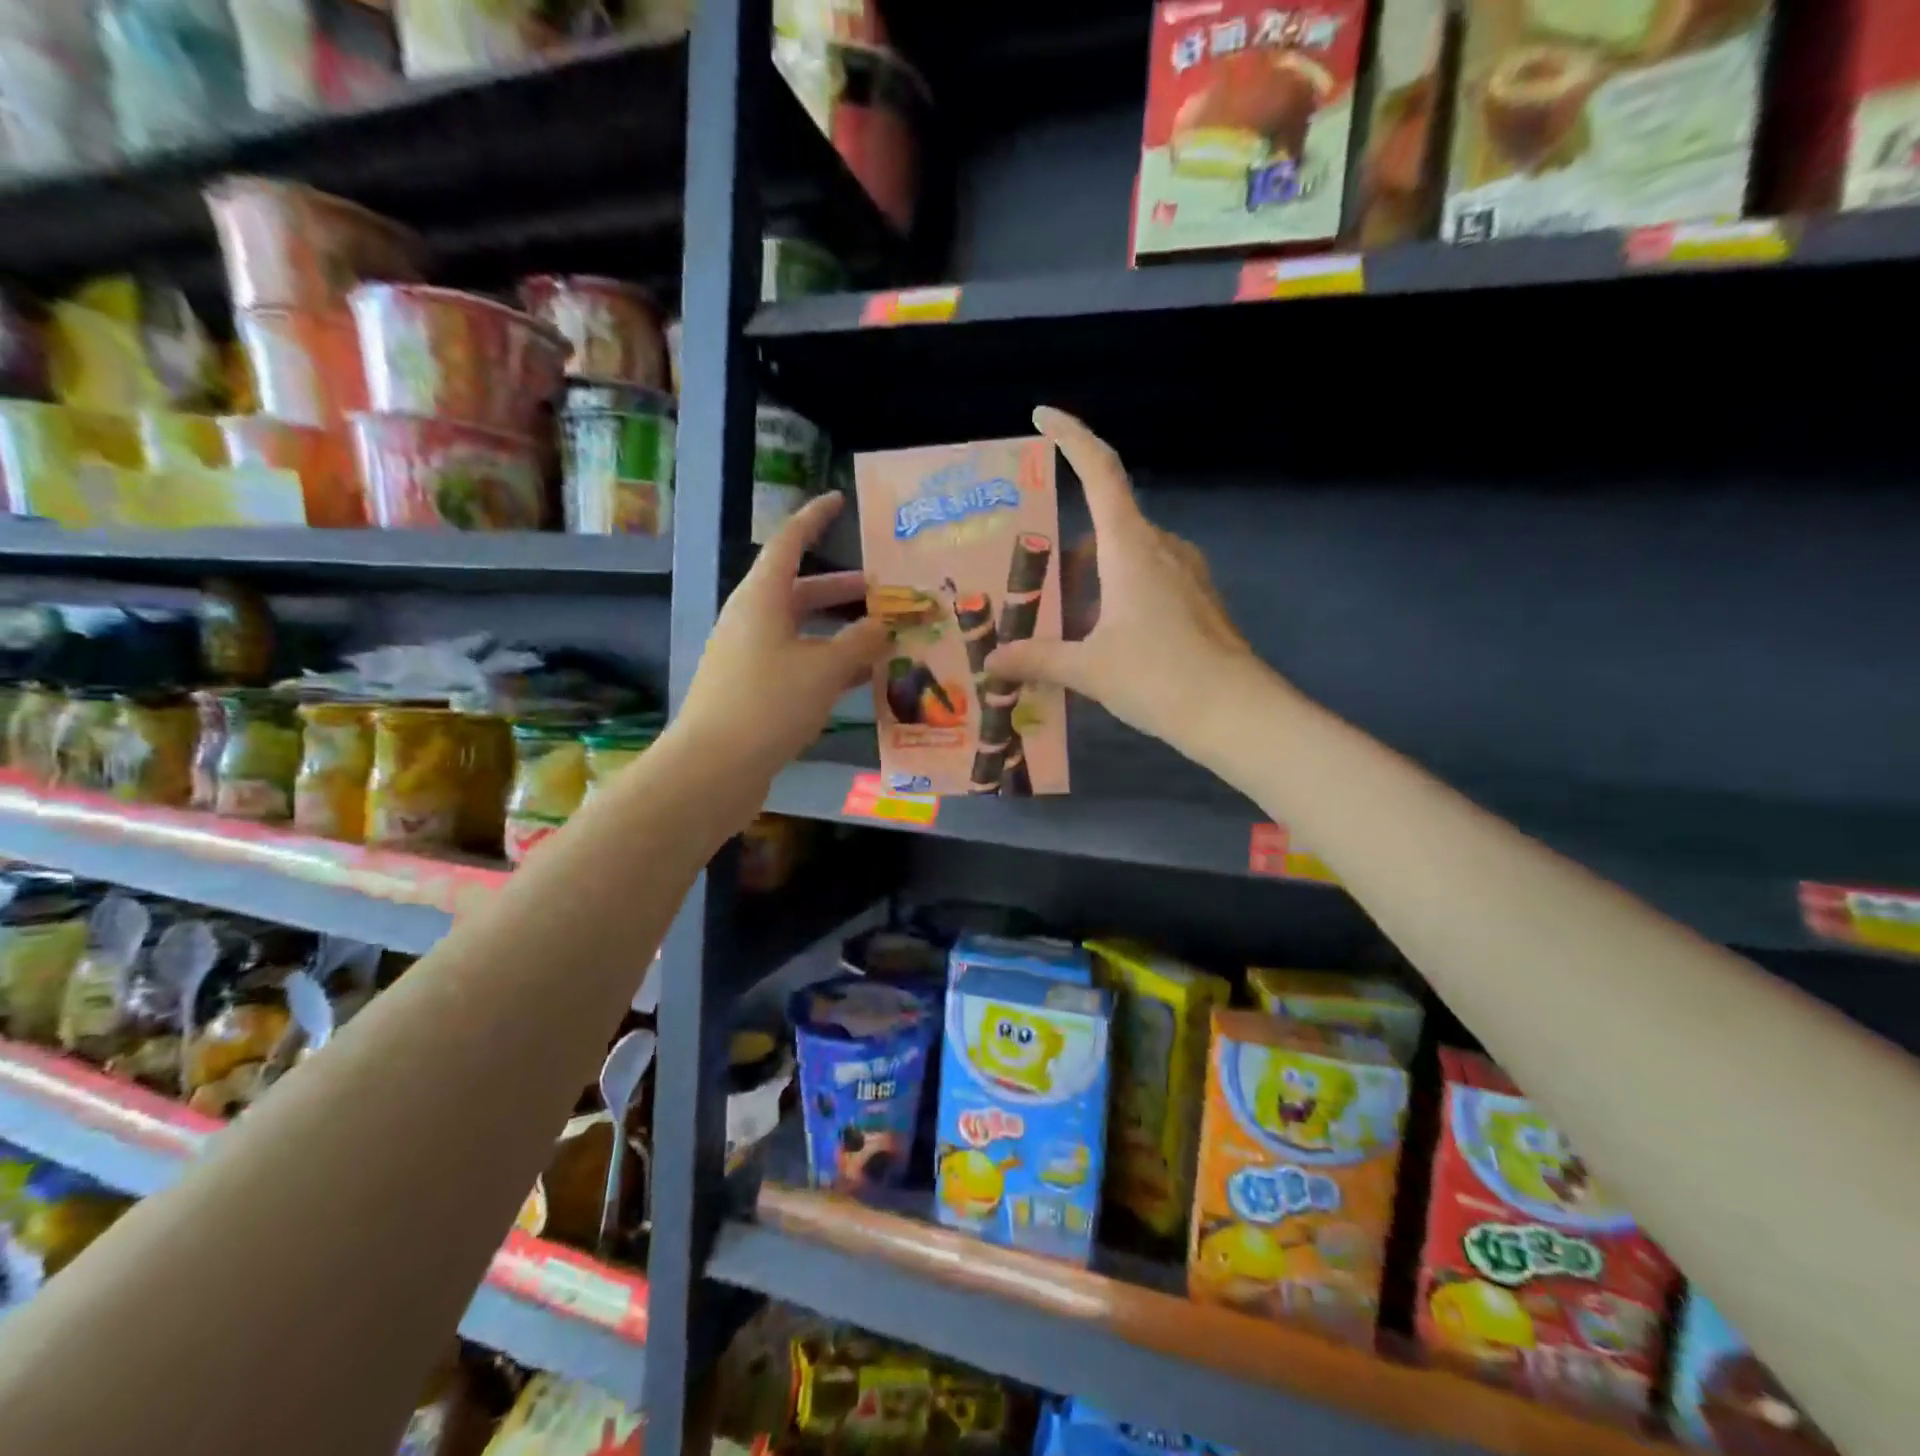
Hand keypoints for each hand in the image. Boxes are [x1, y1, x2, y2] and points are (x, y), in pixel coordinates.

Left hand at [676, 494, 887, 781]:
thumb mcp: (824, 670)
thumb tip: (883, 625)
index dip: (813, 519)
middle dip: (841, 589)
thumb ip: (859, 644)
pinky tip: (860, 680)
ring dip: (840, 631)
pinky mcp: (754, 690)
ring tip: (883, 637)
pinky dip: (828, 664)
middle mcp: (752, 620)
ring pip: (802, 631)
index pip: (788, 543)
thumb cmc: (768, 704)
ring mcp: (750, 657)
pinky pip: (797, 663)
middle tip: (883, 589)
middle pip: (800, 591)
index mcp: (761, 599)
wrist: (713, 768)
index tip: (838, 500)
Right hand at [984, 407, 1259, 752]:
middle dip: (1068, 553)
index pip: (1100, 470)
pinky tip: (1104, 641)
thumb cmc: (1157, 677)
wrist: (1235, 713)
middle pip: (1106, 524)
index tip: (1042, 417)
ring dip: (1093, 580)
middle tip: (1035, 587)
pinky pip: (1149, 581)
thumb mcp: (1087, 669)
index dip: (1072, 436)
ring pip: (1127, 557)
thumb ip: (1037, 658)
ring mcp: (1186, 572)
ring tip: (1064, 625)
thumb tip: (991, 662)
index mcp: (1130, 546)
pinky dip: (1118, 596)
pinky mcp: (1199, 599)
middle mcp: (1161, 546)